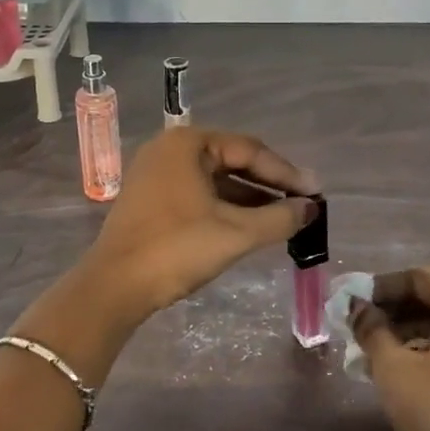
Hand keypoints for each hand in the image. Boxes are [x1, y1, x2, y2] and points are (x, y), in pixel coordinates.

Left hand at [87, 128, 318, 316]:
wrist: (114, 287)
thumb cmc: (176, 249)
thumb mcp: (236, 234)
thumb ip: (279, 218)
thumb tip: (311, 209)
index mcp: (188, 144)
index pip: (249, 150)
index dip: (286, 173)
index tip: (315, 193)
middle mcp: (169, 149)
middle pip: (232, 161)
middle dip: (268, 185)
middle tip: (303, 204)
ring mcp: (156, 174)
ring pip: (215, 180)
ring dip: (249, 199)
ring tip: (284, 218)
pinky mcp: (150, 199)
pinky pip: (198, 194)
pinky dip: (225, 208)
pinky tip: (249, 226)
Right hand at [349, 267, 429, 430]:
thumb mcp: (394, 369)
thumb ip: (371, 330)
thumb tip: (357, 308)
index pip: (420, 278)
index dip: (382, 286)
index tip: (354, 302)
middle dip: (394, 312)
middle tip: (360, 328)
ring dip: (409, 334)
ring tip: (374, 353)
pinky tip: (403, 372)